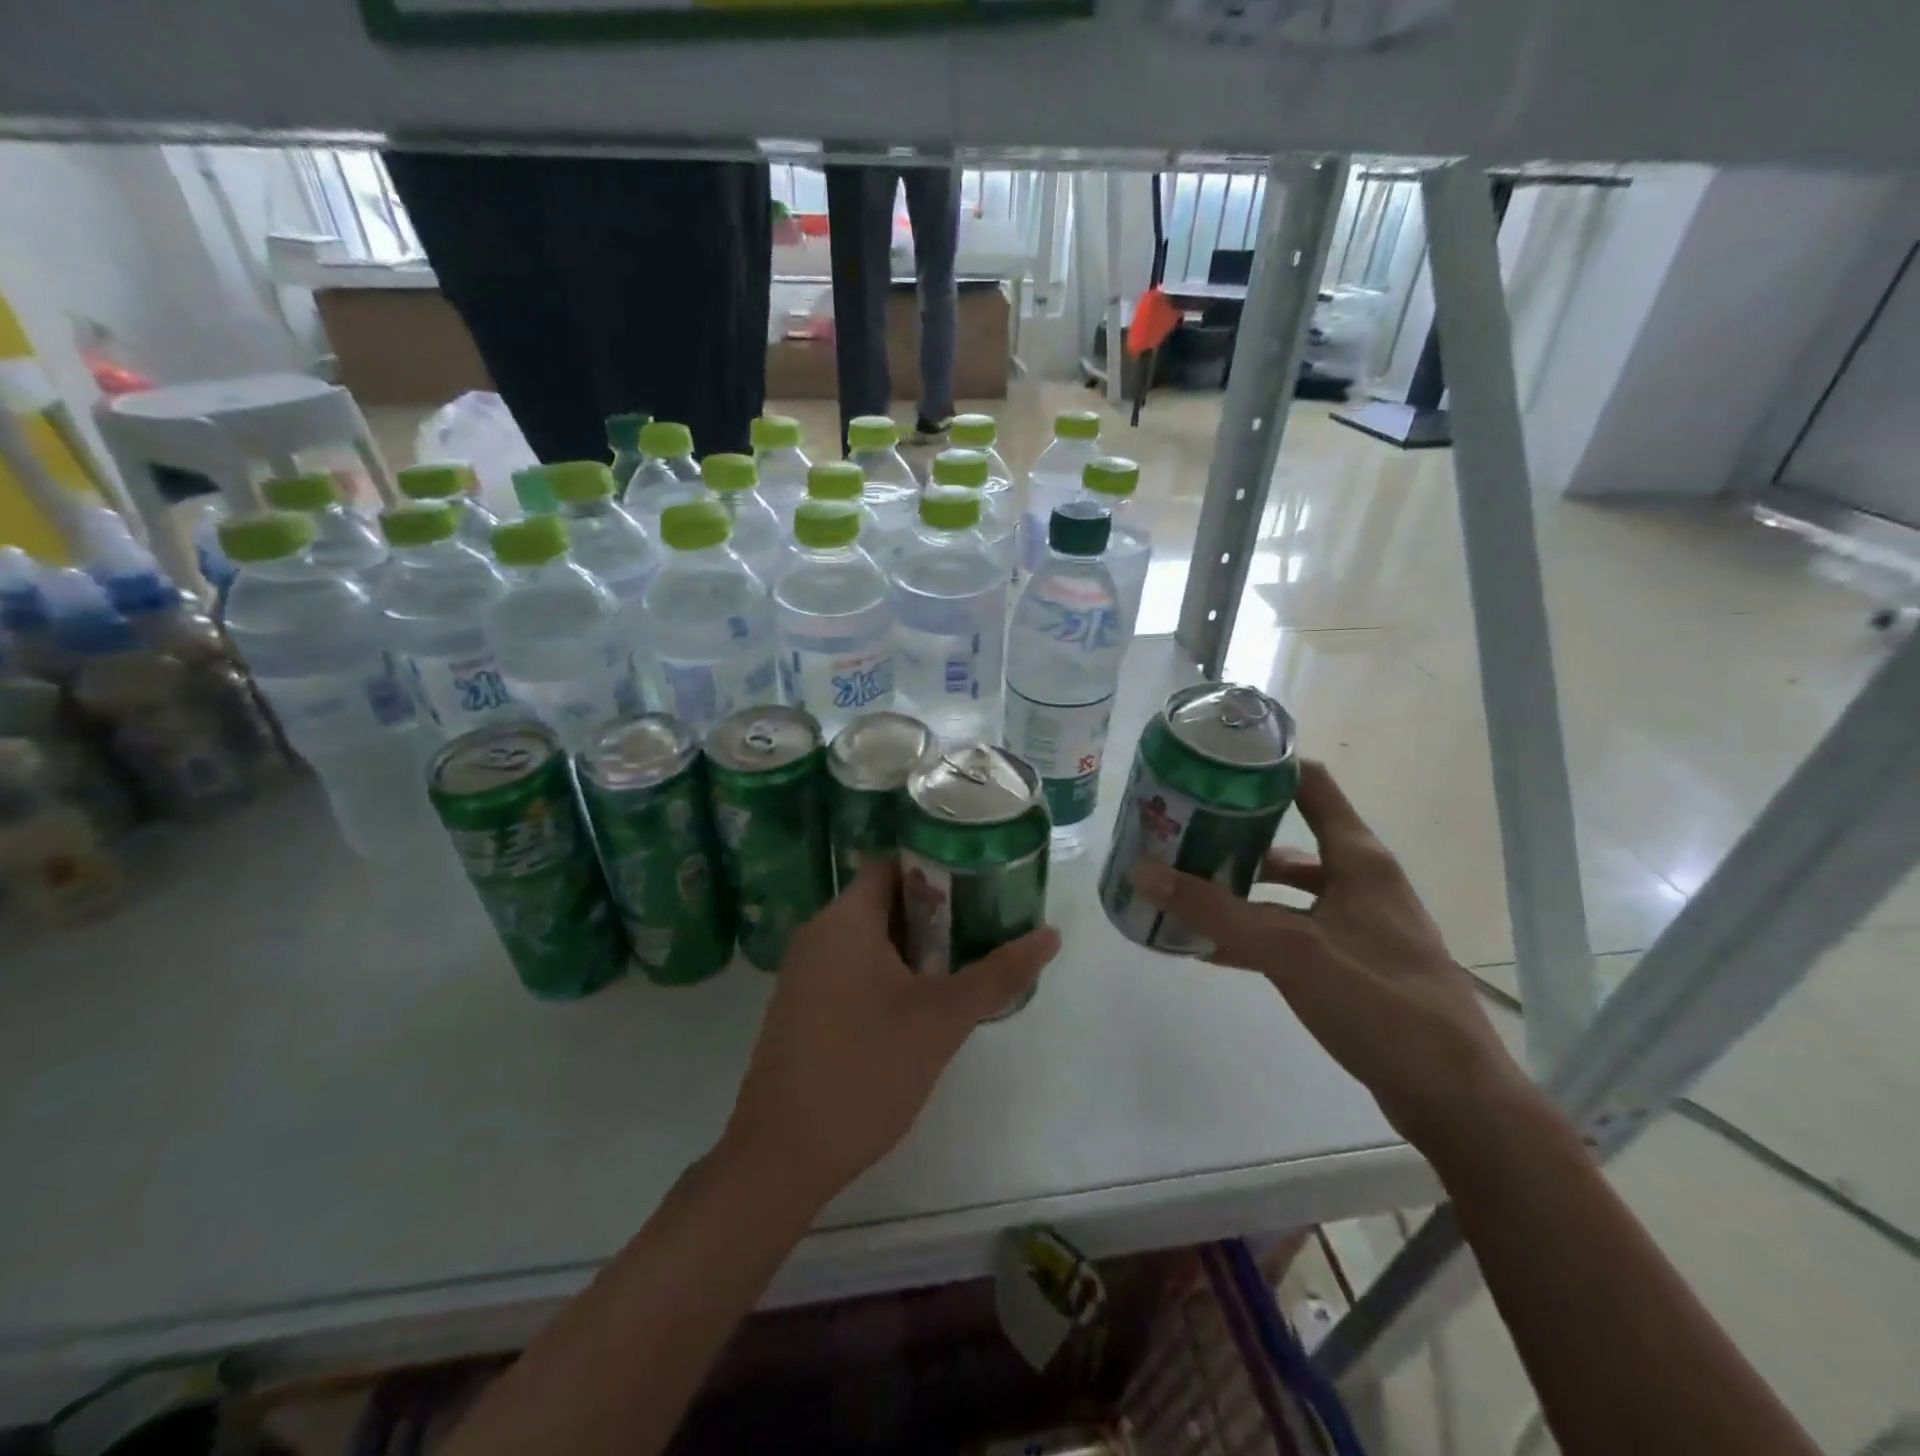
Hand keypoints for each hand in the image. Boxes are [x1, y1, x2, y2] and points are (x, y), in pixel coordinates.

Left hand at [723, 861, 1061, 1205]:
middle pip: (883, 899)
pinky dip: (886, 969)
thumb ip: (998, 973)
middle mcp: (817, 933)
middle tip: (984, 925)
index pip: (894, 864)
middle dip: (934, 910)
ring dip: (913, 944)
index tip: (981, 882)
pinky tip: (920, 1000)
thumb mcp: (942, 1019)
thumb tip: (1051, 935)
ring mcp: (804, 970)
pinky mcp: (802, 1004)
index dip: (938, 866)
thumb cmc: (866, 1069)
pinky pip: (850, 965)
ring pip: (868, 936)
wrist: (783, 1155)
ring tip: (963, 960)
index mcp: (845, 919)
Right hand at [1131, 759, 1533, 1154]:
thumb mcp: (1288, 948)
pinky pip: (1291, 931)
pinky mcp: (1351, 963)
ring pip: (1287, 889)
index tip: (1210, 764)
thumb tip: (1141, 871)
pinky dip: (1254, 930)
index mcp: (1358, 858)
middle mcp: (1360, 881)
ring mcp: (1358, 923)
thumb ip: (1214, 911)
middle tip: (1179, 831)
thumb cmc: (1378, 1001)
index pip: (1310, 785)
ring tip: (1186, 887)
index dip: (1264, 767)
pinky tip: (1211, 946)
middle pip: (1289, 836)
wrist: (1452, 1096)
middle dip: (1233, 833)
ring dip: (1240, 886)